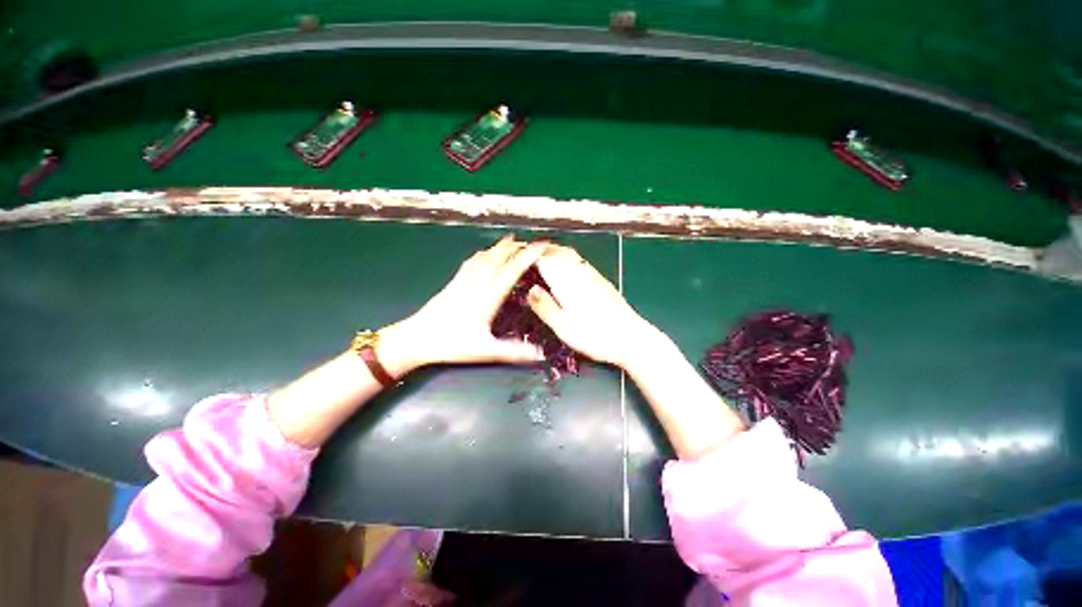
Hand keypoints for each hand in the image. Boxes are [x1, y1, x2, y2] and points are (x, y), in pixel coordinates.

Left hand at [377, 236, 547, 375]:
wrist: (417, 337)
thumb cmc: (452, 343)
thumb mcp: (486, 350)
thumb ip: (513, 352)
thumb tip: (540, 354)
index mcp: (490, 293)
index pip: (514, 268)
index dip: (530, 254)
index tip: (543, 245)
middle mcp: (479, 280)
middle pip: (501, 255)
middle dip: (518, 246)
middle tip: (533, 243)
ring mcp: (465, 278)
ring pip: (487, 254)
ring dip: (502, 246)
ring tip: (514, 241)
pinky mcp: (455, 281)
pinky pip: (473, 260)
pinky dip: (485, 252)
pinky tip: (485, 253)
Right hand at [526, 245, 665, 368]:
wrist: (630, 337)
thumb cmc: (595, 335)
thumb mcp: (563, 327)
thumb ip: (545, 307)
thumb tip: (530, 289)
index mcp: (567, 282)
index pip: (544, 259)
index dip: (530, 255)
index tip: (517, 255)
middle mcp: (579, 273)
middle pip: (558, 252)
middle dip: (542, 249)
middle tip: (527, 252)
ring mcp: (592, 275)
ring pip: (570, 254)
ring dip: (555, 251)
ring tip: (543, 256)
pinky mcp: (601, 281)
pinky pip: (580, 261)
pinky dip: (567, 258)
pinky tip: (566, 268)